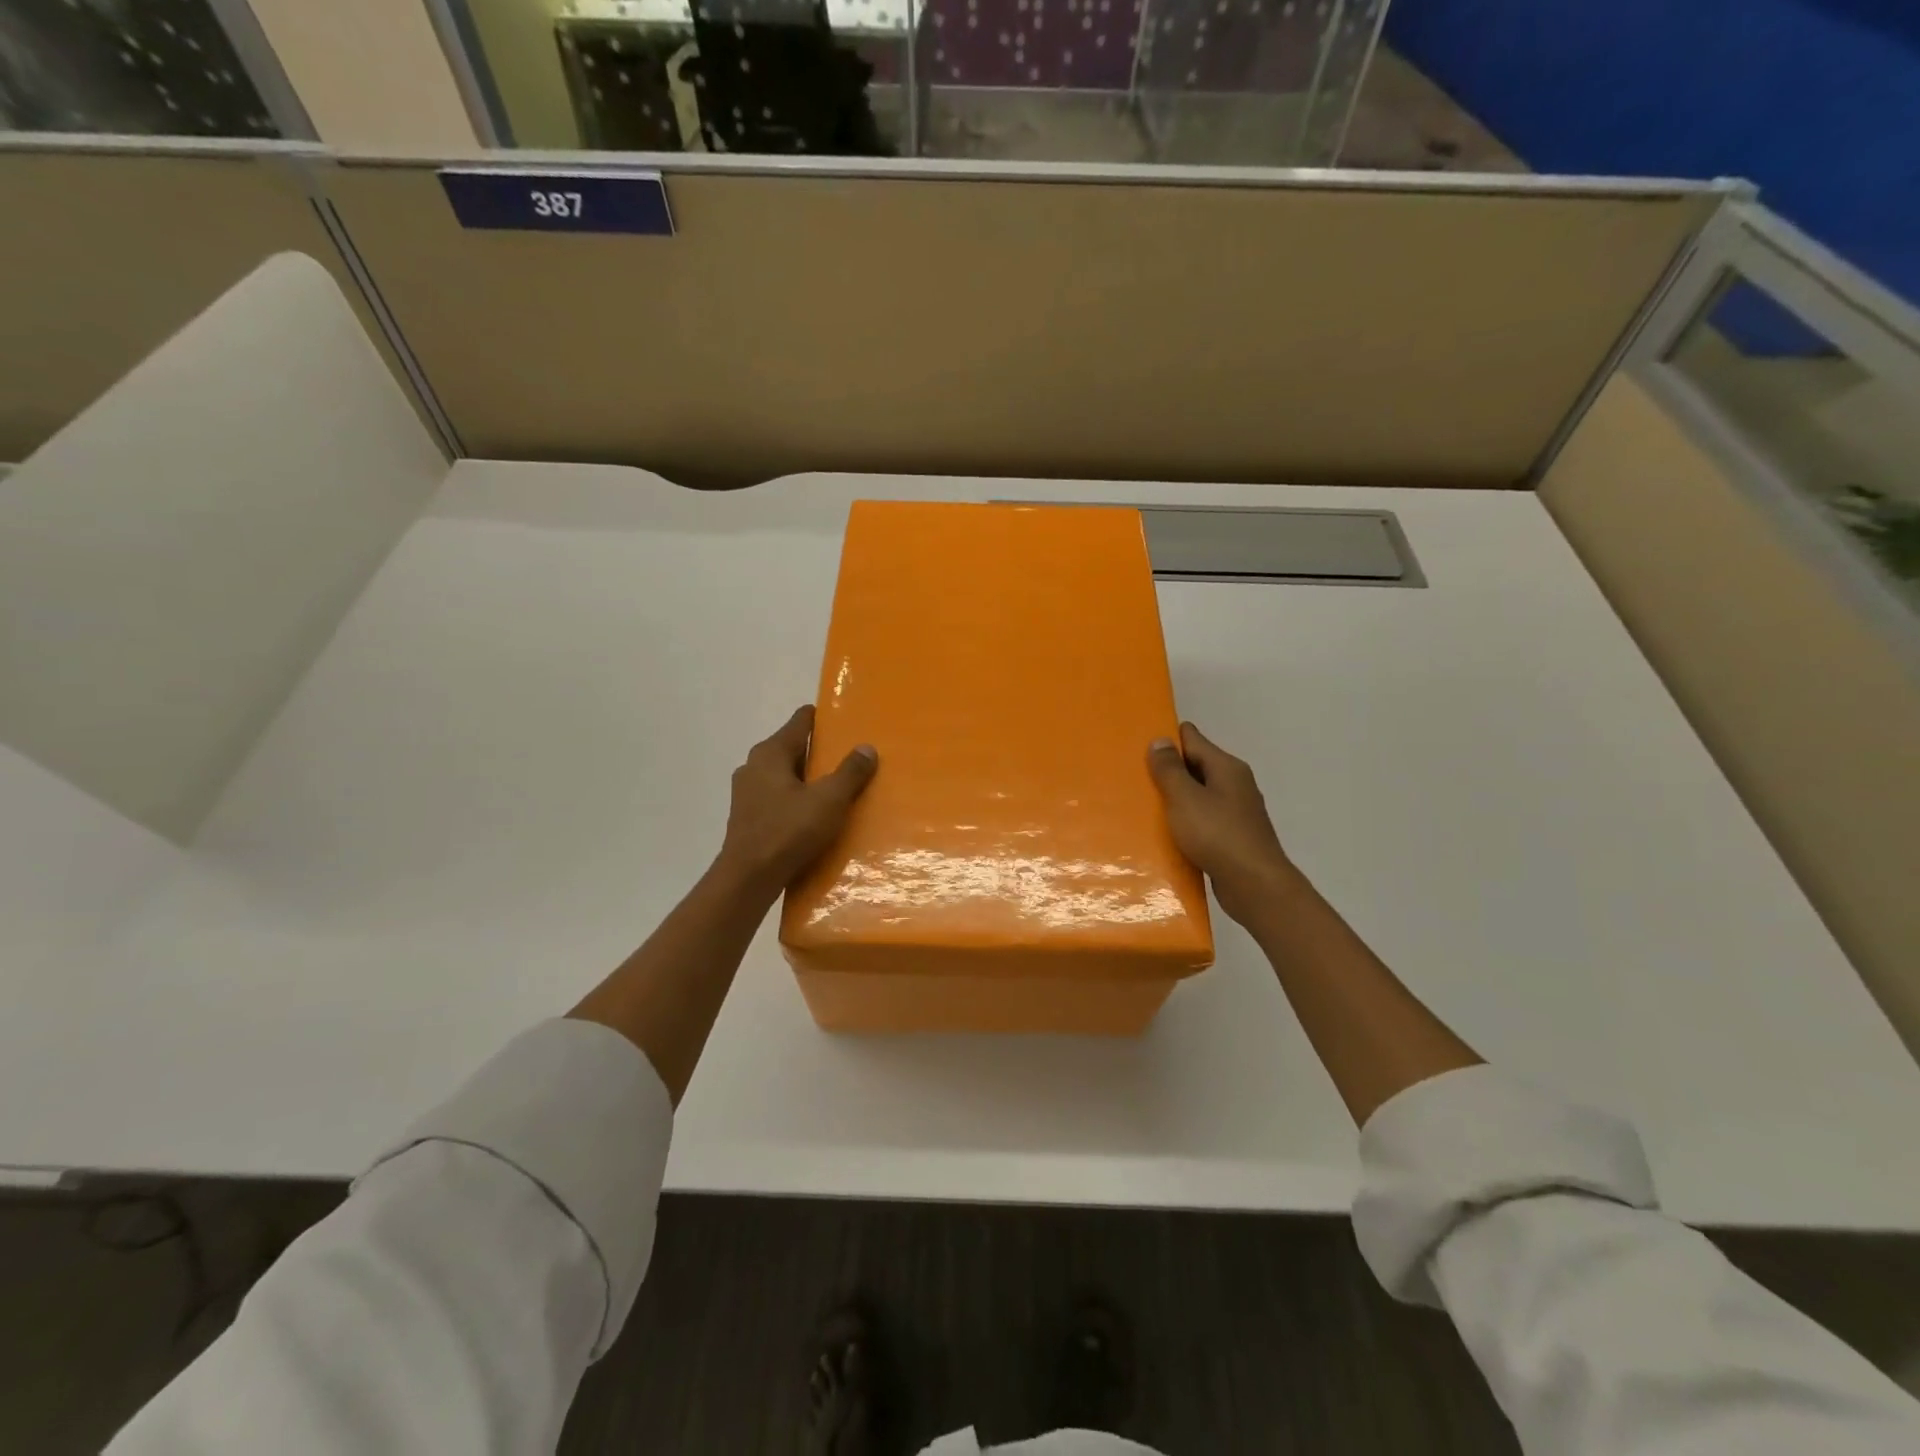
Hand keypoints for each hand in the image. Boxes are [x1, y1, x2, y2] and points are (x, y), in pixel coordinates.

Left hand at [714, 705, 877, 900]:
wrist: (748, 879)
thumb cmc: (788, 831)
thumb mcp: (829, 800)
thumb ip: (850, 772)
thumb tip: (867, 747)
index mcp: (771, 753)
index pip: (800, 721)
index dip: (823, 719)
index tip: (845, 721)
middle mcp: (754, 766)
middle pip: (793, 748)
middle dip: (819, 752)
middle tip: (849, 758)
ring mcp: (747, 793)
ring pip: (784, 775)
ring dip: (808, 778)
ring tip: (837, 787)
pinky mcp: (748, 817)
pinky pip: (778, 798)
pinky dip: (796, 799)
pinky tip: (815, 814)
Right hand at [1147, 722, 1296, 925]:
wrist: (1255, 886)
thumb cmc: (1217, 835)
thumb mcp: (1185, 798)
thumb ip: (1170, 770)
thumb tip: (1161, 740)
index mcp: (1226, 767)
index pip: (1192, 738)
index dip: (1166, 738)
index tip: (1137, 745)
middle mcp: (1234, 784)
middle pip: (1195, 766)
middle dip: (1167, 770)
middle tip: (1133, 777)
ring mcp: (1235, 811)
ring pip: (1198, 795)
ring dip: (1174, 799)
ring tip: (1142, 805)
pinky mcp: (1232, 836)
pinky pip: (1202, 820)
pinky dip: (1184, 822)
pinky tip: (1165, 833)